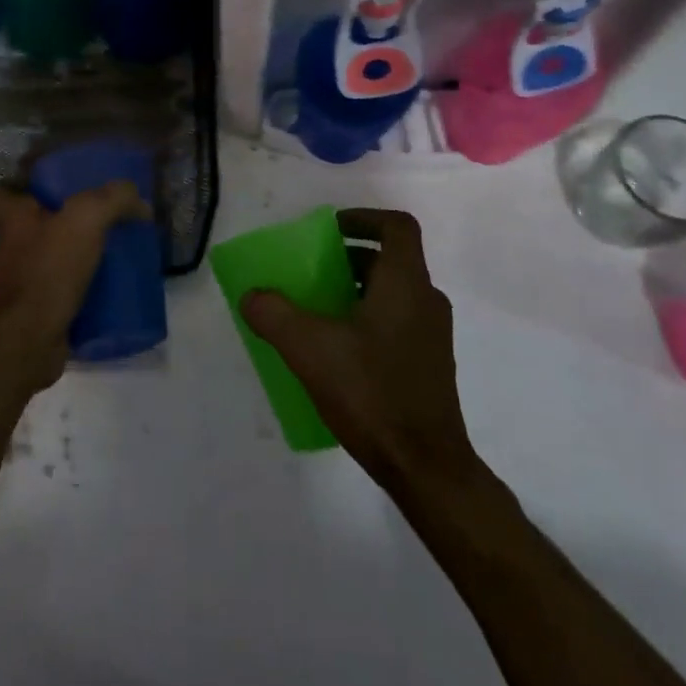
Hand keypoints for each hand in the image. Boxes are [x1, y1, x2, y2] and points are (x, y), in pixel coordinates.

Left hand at [0, 182, 146, 393]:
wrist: (26, 344)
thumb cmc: (47, 271)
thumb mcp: (86, 219)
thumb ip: (113, 199)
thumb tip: (140, 201)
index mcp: (13, 219)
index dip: (17, 188)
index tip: (47, 189)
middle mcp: (12, 248)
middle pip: (34, 226)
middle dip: (64, 223)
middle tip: (101, 220)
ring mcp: (23, 283)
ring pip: (53, 259)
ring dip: (79, 257)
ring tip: (116, 253)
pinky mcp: (38, 313)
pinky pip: (65, 292)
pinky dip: (86, 291)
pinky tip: (113, 289)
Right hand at [242, 208, 479, 492]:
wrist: (427, 468)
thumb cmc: (372, 393)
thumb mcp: (310, 350)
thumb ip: (275, 315)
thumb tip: (252, 296)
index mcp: (405, 283)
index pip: (396, 226)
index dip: (364, 217)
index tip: (332, 228)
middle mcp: (426, 300)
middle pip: (392, 259)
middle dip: (351, 257)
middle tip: (316, 269)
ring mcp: (433, 335)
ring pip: (395, 292)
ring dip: (359, 289)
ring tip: (321, 310)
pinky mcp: (431, 364)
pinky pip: (399, 321)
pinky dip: (371, 318)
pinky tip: (341, 350)